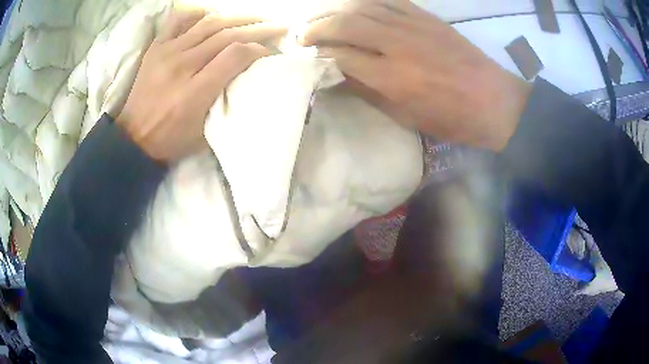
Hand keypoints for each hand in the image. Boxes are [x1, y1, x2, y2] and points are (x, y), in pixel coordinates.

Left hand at [118, 9, 285, 161]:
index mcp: (195, 91)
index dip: (259, 49)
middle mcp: (182, 65)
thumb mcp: (204, 134)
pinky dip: (198, 13)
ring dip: (237, 17)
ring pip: (209, 23)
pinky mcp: (157, 48)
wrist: (133, 139)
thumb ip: (225, 102)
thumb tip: (246, 76)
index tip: (270, 51)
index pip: (235, 55)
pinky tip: (212, 14)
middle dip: (258, 28)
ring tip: (255, 17)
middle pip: (227, 34)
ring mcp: (167, 52)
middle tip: (278, 26)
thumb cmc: (170, 141)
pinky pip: (179, 20)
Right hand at [301, 0, 531, 150]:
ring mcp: (412, 25)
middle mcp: (397, 44)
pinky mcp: (425, 16)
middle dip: (316, 29)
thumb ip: (369, 92)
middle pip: (343, 24)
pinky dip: (364, 2)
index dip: (317, 56)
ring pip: (361, 7)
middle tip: (302, 36)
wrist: (494, 101)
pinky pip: (387, 0)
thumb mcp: (406, 117)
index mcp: (391, 77)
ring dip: (334, 12)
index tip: (305, 59)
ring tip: (322, 20)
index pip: (339, 56)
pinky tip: (353, 8)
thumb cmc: (452, 118)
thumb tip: (339, 74)